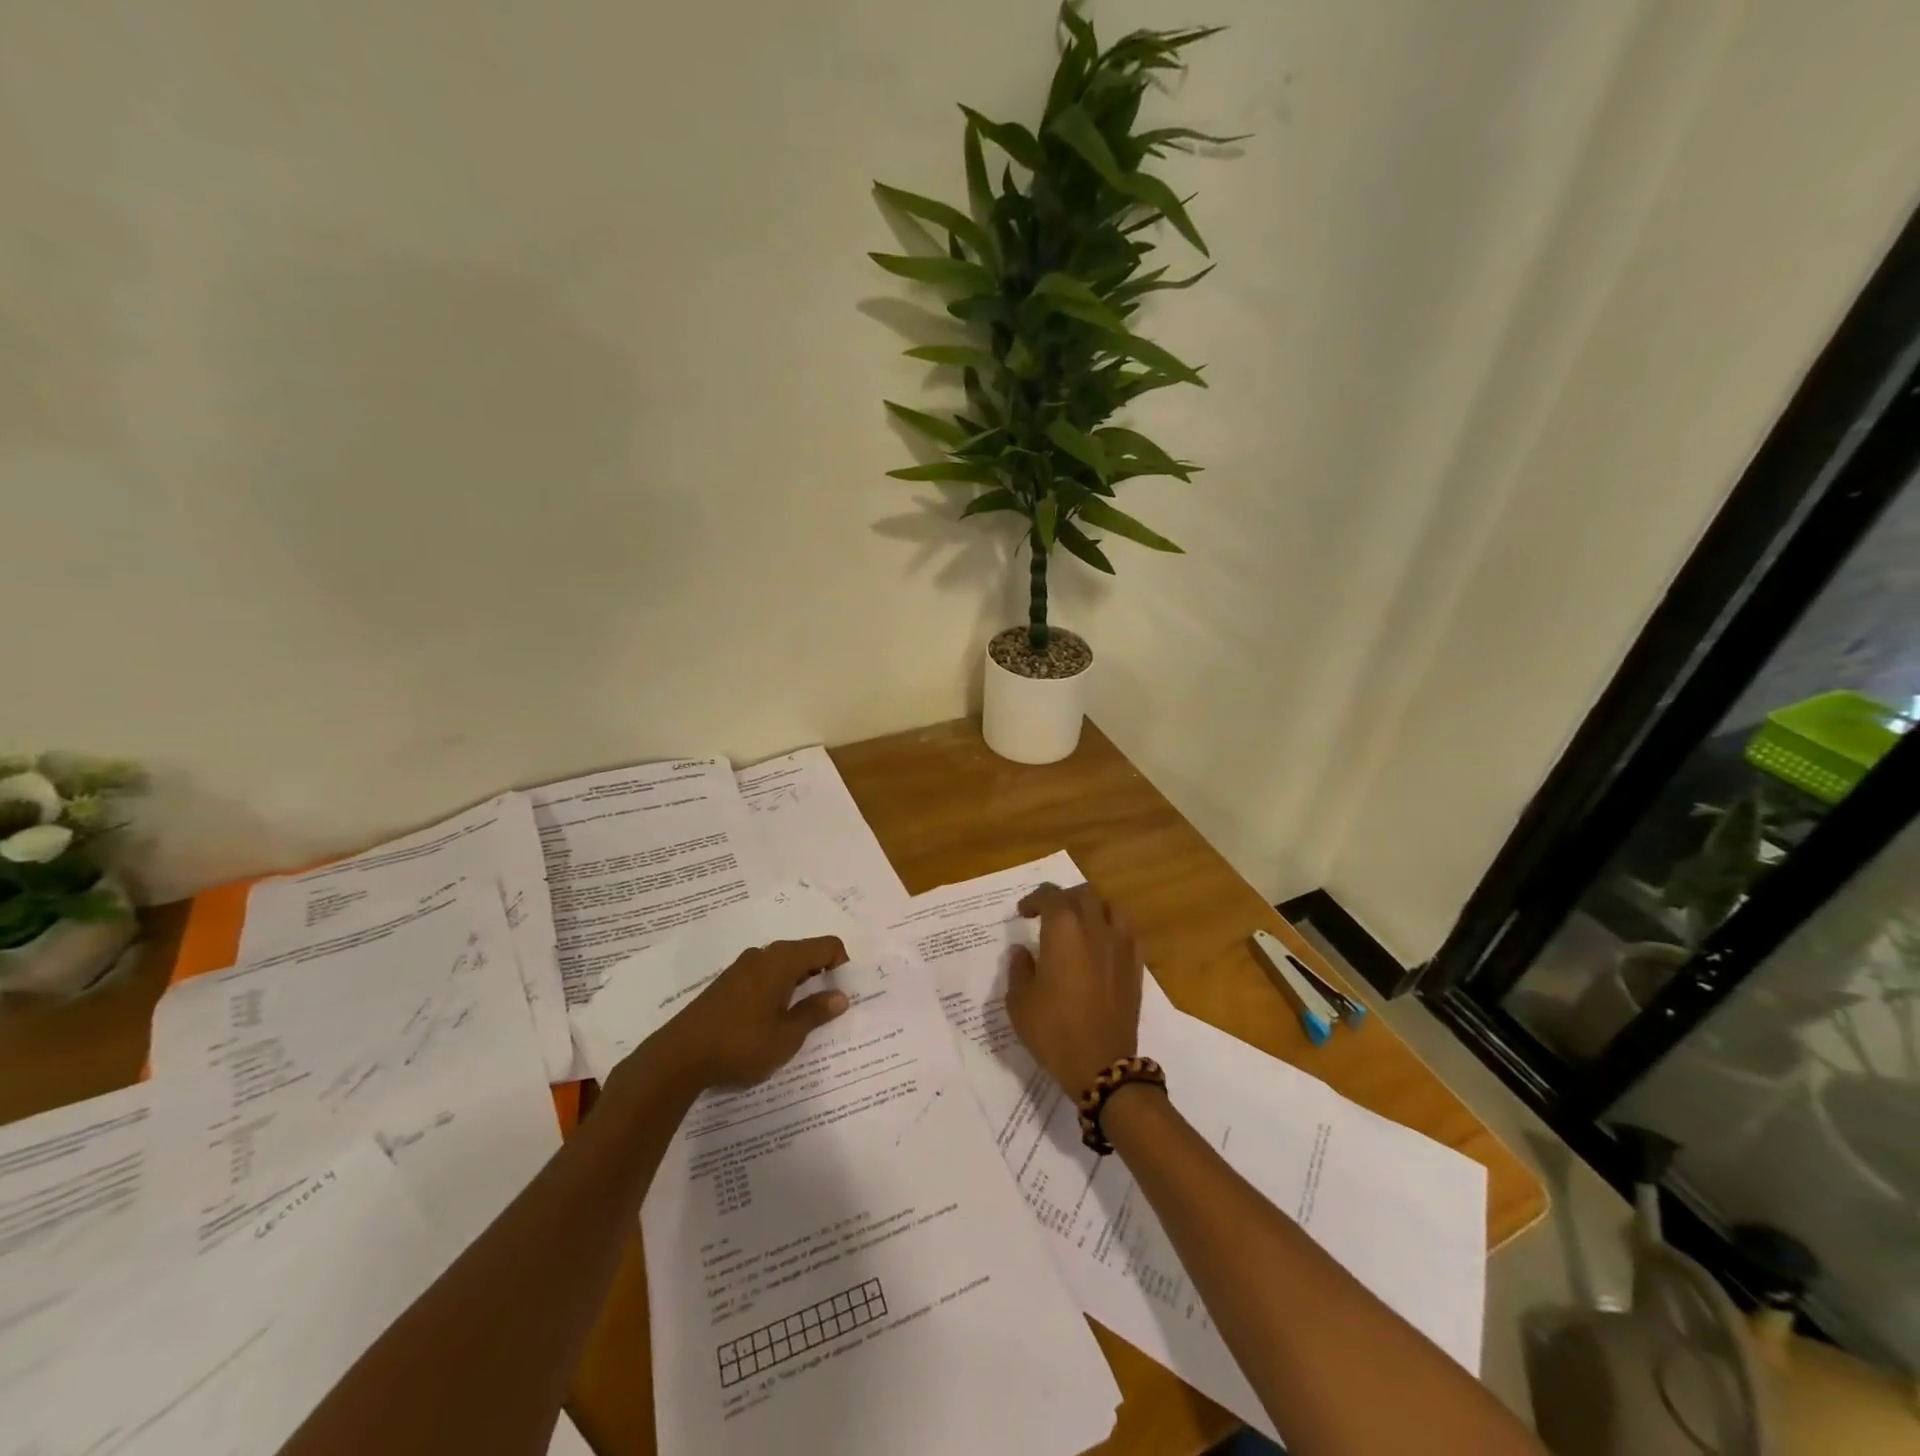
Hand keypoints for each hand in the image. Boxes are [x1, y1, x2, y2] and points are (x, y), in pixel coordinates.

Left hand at [646, 937, 850, 1091]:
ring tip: (802, 1019)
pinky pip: (765, 977)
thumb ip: (816, 1012)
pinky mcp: (727, 984)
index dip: (843, 965)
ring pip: (784, 966)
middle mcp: (764, 955)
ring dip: (799, 985)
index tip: (844, 995)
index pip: (827, 945)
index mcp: (782, 960)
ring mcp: (742, 968)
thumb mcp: (787, 1035)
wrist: (677, 1058)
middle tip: (829, 1009)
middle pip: (806, 953)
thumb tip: (841, 996)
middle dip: (822, 976)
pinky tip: (772, 1021)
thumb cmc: (740, 1044)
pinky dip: (778, 991)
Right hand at [1006, 883, 1141, 1095]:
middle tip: (1049, 916)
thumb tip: (1021, 951)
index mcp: (1063, 930)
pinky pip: (1128, 932)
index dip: (1034, 899)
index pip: (1050, 895)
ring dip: (1092, 908)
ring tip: (1080, 924)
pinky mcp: (1136, 965)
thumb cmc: (1053, 1030)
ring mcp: (1121, 944)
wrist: (1101, 1064)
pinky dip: (1114, 929)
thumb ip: (1019, 968)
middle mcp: (1095, 927)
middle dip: (1063, 899)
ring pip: (1110, 907)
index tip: (1024, 913)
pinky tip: (1104, 944)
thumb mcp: (1020, 1001)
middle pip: (1082, 894)